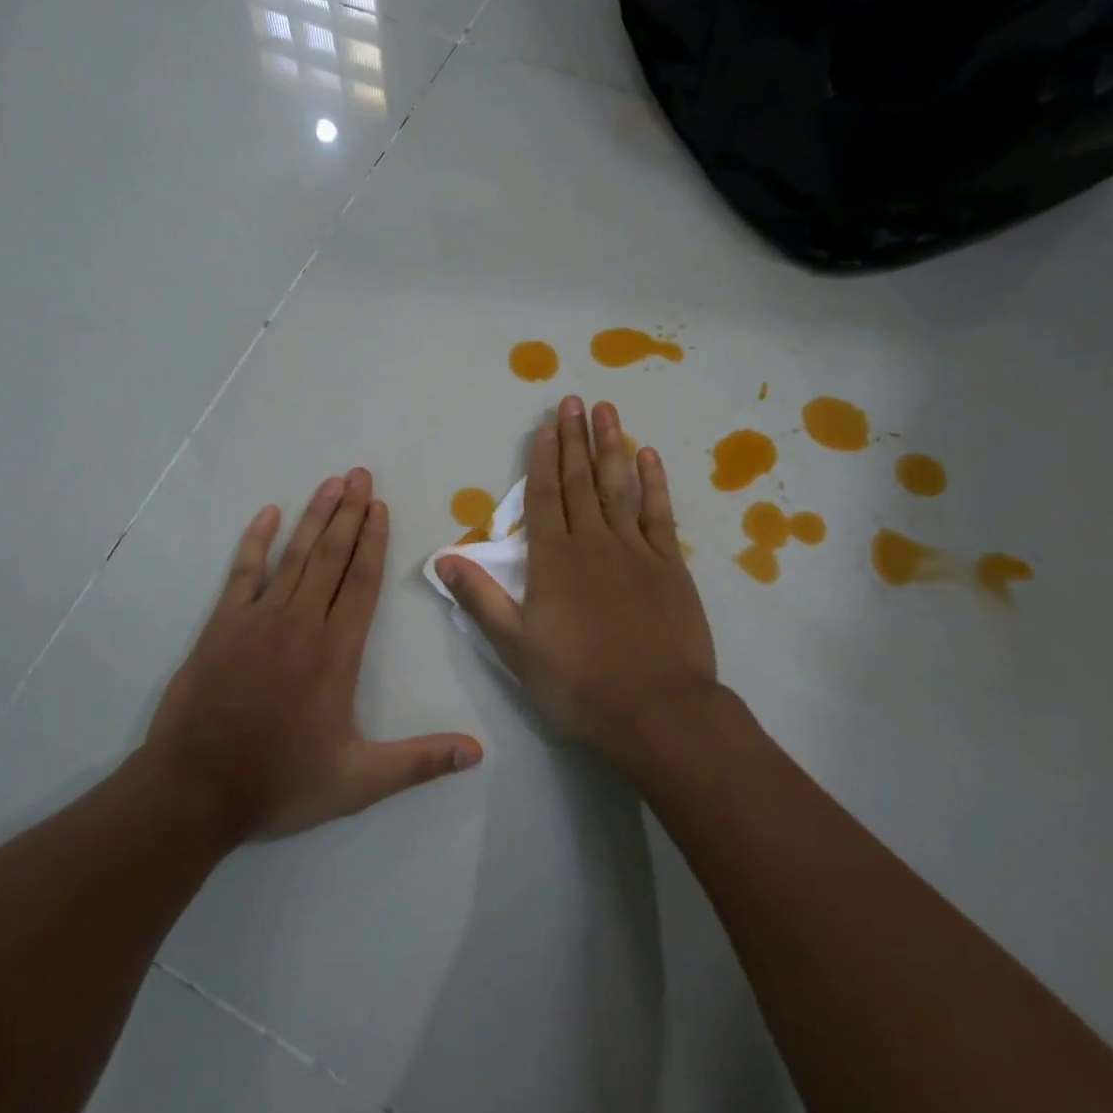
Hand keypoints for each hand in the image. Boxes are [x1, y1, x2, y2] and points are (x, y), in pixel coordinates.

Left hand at [145, 468, 483, 840]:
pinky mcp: (222, 623)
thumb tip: (477, 753)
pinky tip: (267, 513)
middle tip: (360, 475)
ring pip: (295, 555)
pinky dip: (256, 540)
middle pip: (332, 556)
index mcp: (337, 651)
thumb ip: (418, 762)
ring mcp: (259, 618)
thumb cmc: (280, 782)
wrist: (196, 788)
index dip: (374, 541)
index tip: (381, 506)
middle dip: (350, 513)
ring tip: (331, 483)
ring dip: (315, 517)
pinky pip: (244, 571)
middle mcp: (302, 622)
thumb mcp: (358, 783)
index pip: (363, 582)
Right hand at [435, 397, 720, 770]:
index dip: (542, 459)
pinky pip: (659, 513)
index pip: (544, 497)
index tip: (545, 426)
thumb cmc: (578, 682)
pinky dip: (653, 482)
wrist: (658, 711)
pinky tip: (648, 456)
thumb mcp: (515, 647)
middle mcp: (593, 543)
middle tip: (573, 401)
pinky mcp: (670, 566)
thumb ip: (480, 598)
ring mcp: (636, 551)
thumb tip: (442, 558)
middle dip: (574, 439)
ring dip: (611, 447)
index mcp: (553, 560)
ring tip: (607, 411)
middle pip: (580, 481)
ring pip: (618, 487)